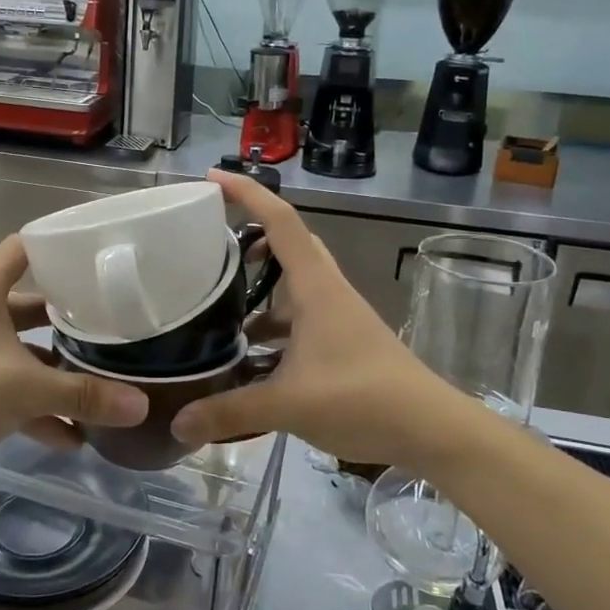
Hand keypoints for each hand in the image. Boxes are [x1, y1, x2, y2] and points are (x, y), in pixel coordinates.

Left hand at [0, 236, 147, 489]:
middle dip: (72, 317)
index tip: (102, 254)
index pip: (25, 247)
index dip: (60, 246)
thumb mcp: (26, 388)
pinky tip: (76, 436)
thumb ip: (84, 395)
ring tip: (106, 380)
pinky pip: (15, 391)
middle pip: (34, 303)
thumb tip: (143, 406)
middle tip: (118, 320)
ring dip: (59, 370)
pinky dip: (41, 409)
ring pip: (26, 352)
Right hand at [172, 171, 447, 465]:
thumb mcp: (288, 405)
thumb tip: (177, 424)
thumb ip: (230, 412)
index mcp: (315, 286)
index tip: (211, 179)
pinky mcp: (342, 344)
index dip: (246, 192)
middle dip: (250, 238)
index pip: (280, 220)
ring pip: (292, 287)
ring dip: (259, 292)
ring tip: (217, 308)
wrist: (432, 431)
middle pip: (288, 245)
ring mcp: (337, 318)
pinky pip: (298, 322)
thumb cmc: (362, 398)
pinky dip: (271, 331)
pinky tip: (247, 361)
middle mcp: (326, 292)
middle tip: (211, 246)